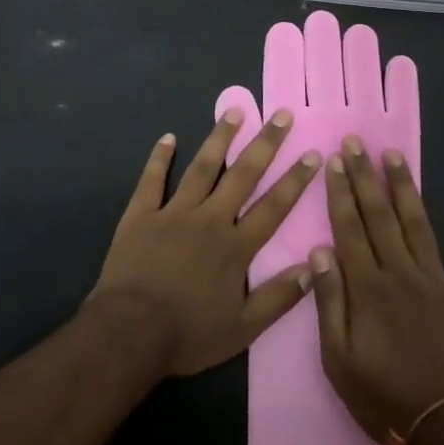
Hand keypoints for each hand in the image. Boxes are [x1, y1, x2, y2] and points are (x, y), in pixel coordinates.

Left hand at [91, 107, 322, 376]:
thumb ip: (278, 298)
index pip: (273, 207)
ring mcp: (173, 213)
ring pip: (202, 168)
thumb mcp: (242, 329)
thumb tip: (313, 268)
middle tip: (281, 115)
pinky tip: (168, 137)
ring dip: (220, 138)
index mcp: (235, 247)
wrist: (130, 332)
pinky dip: (160, 158)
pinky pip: (152, 180)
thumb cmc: (188, 334)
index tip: (312, 153)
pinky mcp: (141, 215)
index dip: (295, 180)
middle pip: (242, 176)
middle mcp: (209, 220)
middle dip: (265, 144)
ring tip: (234, 110)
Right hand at [310, 137, 443, 444]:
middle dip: (366, 177)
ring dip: (406, 189)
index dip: (341, 193)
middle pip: (380, 216)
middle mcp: (402, 273)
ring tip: (395, 157)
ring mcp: (439, 283)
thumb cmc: (384, 396)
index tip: (335, 161)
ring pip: (419, 225)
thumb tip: (318, 252)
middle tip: (357, 142)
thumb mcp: (339, 360)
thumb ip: (329, 303)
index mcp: (368, 287)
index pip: (349, 228)